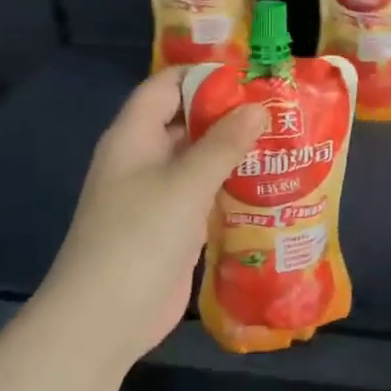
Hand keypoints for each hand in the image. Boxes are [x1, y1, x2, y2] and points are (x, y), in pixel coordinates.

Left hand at [40, 69, 266, 365]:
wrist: (106, 316)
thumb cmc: (140, 236)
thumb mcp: (186, 183)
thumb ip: (223, 144)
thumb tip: (258, 107)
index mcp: (133, 137)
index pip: (165, 86)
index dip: (203, 75)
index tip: (251, 75)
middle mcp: (143, 160)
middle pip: (185, 122)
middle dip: (228, 114)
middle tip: (279, 110)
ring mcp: (157, 196)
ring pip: (198, 161)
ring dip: (234, 154)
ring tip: (284, 143)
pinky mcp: (172, 228)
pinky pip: (204, 196)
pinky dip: (231, 188)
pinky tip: (268, 188)